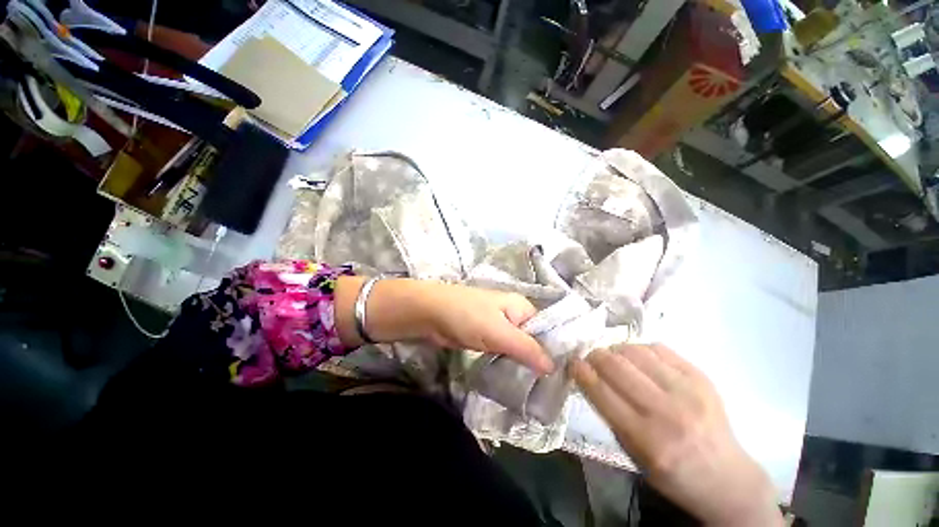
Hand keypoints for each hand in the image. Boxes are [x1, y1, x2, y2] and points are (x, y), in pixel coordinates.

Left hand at [335, 277, 552, 373]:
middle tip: (551, 390)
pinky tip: (518, 382)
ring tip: (539, 392)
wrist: (431, 314)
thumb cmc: (467, 316)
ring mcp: (499, 327)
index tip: (564, 377)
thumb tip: (553, 367)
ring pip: (519, 348)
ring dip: (525, 365)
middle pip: (534, 340)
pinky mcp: (487, 338)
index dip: (556, 351)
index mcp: (522, 307)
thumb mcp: (499, 332)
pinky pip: (505, 352)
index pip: (548, 330)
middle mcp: (514, 315)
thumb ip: (526, 348)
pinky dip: (510, 364)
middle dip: (540, 362)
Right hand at [571, 344, 781, 526]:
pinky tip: (638, 359)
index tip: (572, 363)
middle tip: (590, 358)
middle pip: (616, 365)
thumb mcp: (632, 454)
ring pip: (634, 351)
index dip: (581, 371)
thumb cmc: (671, 473)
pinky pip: (658, 348)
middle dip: (595, 356)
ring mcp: (688, 391)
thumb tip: (589, 377)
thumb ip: (609, 413)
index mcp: (646, 439)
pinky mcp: (701, 377)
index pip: (601, 391)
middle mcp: (667, 412)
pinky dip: (639, 350)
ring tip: (614, 358)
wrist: (727, 479)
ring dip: (615, 351)